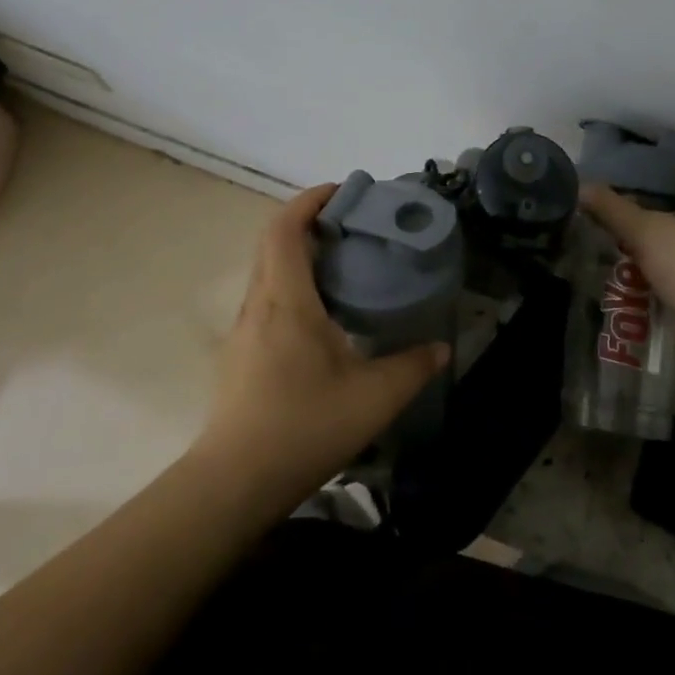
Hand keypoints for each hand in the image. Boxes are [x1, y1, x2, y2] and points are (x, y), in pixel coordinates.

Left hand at [191, 184, 449, 513]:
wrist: (233, 482)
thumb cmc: (302, 427)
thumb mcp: (372, 399)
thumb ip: (411, 368)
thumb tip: (440, 348)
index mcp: (286, 299)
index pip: (285, 228)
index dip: (310, 200)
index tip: (343, 192)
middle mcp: (259, 303)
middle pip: (273, 242)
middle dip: (308, 222)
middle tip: (351, 226)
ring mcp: (244, 329)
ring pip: (267, 270)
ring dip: (298, 253)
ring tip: (341, 264)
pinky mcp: (240, 352)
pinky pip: (265, 297)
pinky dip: (291, 283)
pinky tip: (320, 315)